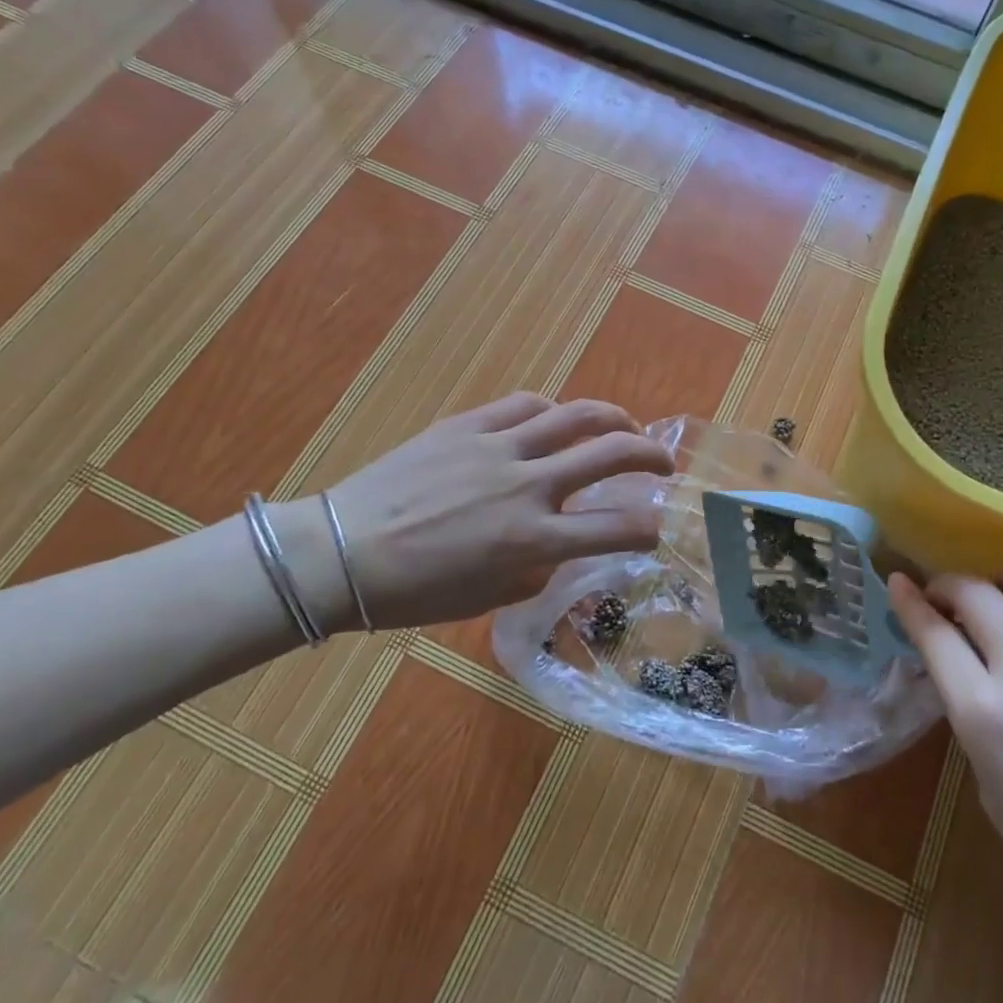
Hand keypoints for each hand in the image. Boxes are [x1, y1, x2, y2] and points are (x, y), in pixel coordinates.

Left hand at [313, 393, 673, 630]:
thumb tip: (564, 545)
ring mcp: (499, 448)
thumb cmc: (415, 592)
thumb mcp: (489, 596)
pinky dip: (552, 410)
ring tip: (624, 425)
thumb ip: (538, 568)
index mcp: (533, 540)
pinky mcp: (469, 426)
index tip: (658, 526)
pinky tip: (555, 419)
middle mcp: (528, 487)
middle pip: (611, 453)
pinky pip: (525, 405)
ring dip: (613, 418)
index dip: (650, 527)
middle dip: (651, 455)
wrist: (340, 553)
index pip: (617, 528)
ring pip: (576, 415)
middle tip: (663, 461)